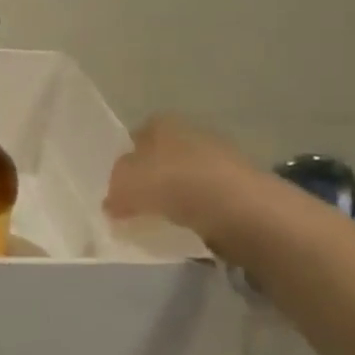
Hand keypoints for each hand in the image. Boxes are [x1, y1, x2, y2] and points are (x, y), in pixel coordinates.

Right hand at [103, 114, 259, 243]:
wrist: (242, 209)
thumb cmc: (174, 184)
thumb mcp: (125, 186)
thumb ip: (113, 192)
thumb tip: (111, 203)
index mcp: (162, 123)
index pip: (136, 136)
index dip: (125, 161)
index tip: (118, 186)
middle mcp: (192, 133)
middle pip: (163, 157)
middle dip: (151, 179)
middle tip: (137, 206)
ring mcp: (221, 159)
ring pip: (187, 179)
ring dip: (176, 198)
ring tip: (162, 223)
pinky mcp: (243, 188)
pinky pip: (209, 201)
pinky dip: (199, 214)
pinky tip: (190, 231)